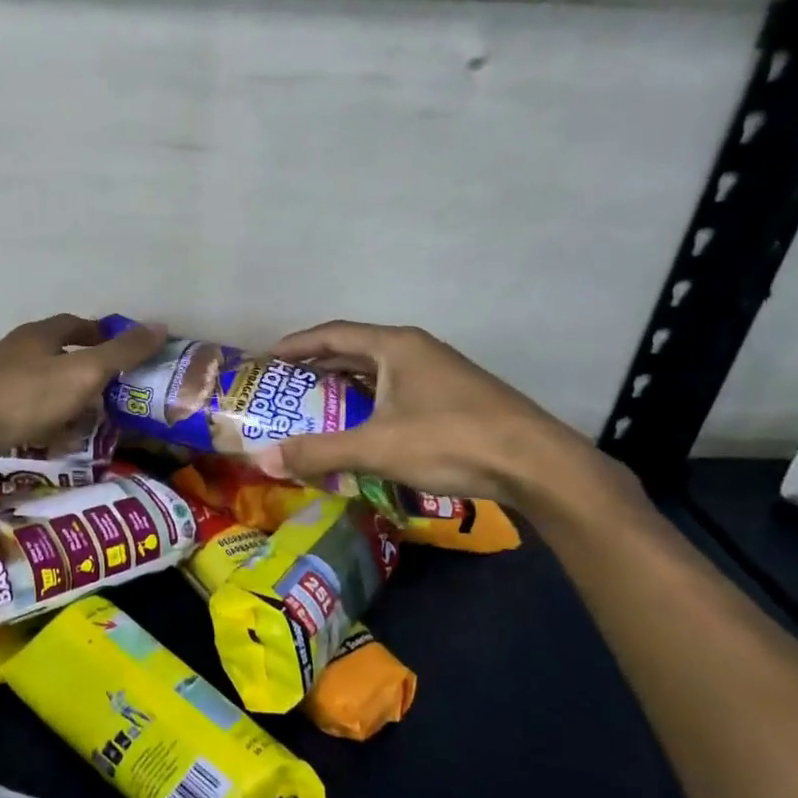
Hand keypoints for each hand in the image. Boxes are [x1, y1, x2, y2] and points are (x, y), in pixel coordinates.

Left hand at [0, 315, 164, 479]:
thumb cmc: (24, 397)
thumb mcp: (82, 373)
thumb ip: (122, 352)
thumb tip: (160, 326)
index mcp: (39, 335)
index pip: (77, 324)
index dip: (103, 335)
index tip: (125, 353)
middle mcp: (17, 351)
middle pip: (60, 355)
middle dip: (88, 371)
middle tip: (115, 393)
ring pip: (45, 385)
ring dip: (69, 400)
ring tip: (92, 422)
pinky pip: (28, 411)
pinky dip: (47, 422)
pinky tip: (57, 441)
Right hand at [251, 321, 627, 508]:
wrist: (534, 463)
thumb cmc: (450, 440)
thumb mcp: (376, 447)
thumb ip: (318, 451)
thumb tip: (263, 459)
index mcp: (395, 346)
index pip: (333, 334)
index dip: (296, 344)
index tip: (267, 359)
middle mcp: (416, 350)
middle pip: (355, 350)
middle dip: (318, 366)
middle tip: (285, 387)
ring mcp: (439, 372)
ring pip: (379, 372)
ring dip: (345, 386)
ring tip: (315, 406)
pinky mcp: (454, 397)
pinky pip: (397, 390)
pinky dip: (371, 402)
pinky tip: (363, 426)